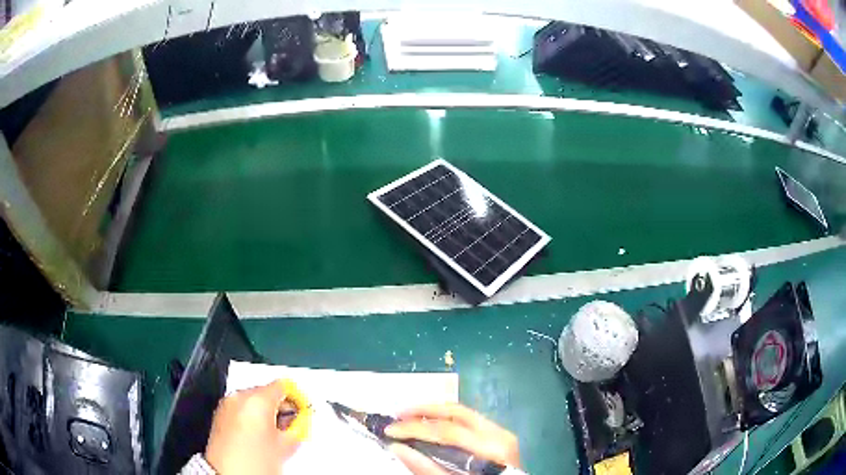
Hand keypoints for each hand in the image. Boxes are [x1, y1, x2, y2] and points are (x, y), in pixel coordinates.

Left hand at [205, 380, 303, 474]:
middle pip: (266, 392)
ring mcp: (227, 405)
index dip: (296, 397)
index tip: (301, 409)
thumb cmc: (254, 461)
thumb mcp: (284, 446)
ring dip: (265, 413)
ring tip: (274, 435)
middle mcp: (239, 397)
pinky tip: (258, 436)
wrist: (228, 473)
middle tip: (290, 426)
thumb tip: (297, 423)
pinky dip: (251, 417)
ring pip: (253, 401)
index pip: (282, 386)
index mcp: (257, 400)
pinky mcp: (220, 415)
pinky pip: (241, 409)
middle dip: (279, 407)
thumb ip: (295, 429)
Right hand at [385, 404, 519, 474]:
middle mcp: (499, 433)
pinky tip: (430, 425)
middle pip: (456, 412)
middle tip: (397, 415)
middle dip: (423, 410)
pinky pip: (468, 420)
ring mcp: (501, 432)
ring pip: (463, 412)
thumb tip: (398, 447)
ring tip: (408, 417)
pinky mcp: (498, 435)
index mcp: (492, 447)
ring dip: (433, 412)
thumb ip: (428, 468)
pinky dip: (446, 420)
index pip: (448, 431)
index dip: (415, 428)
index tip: (389, 430)